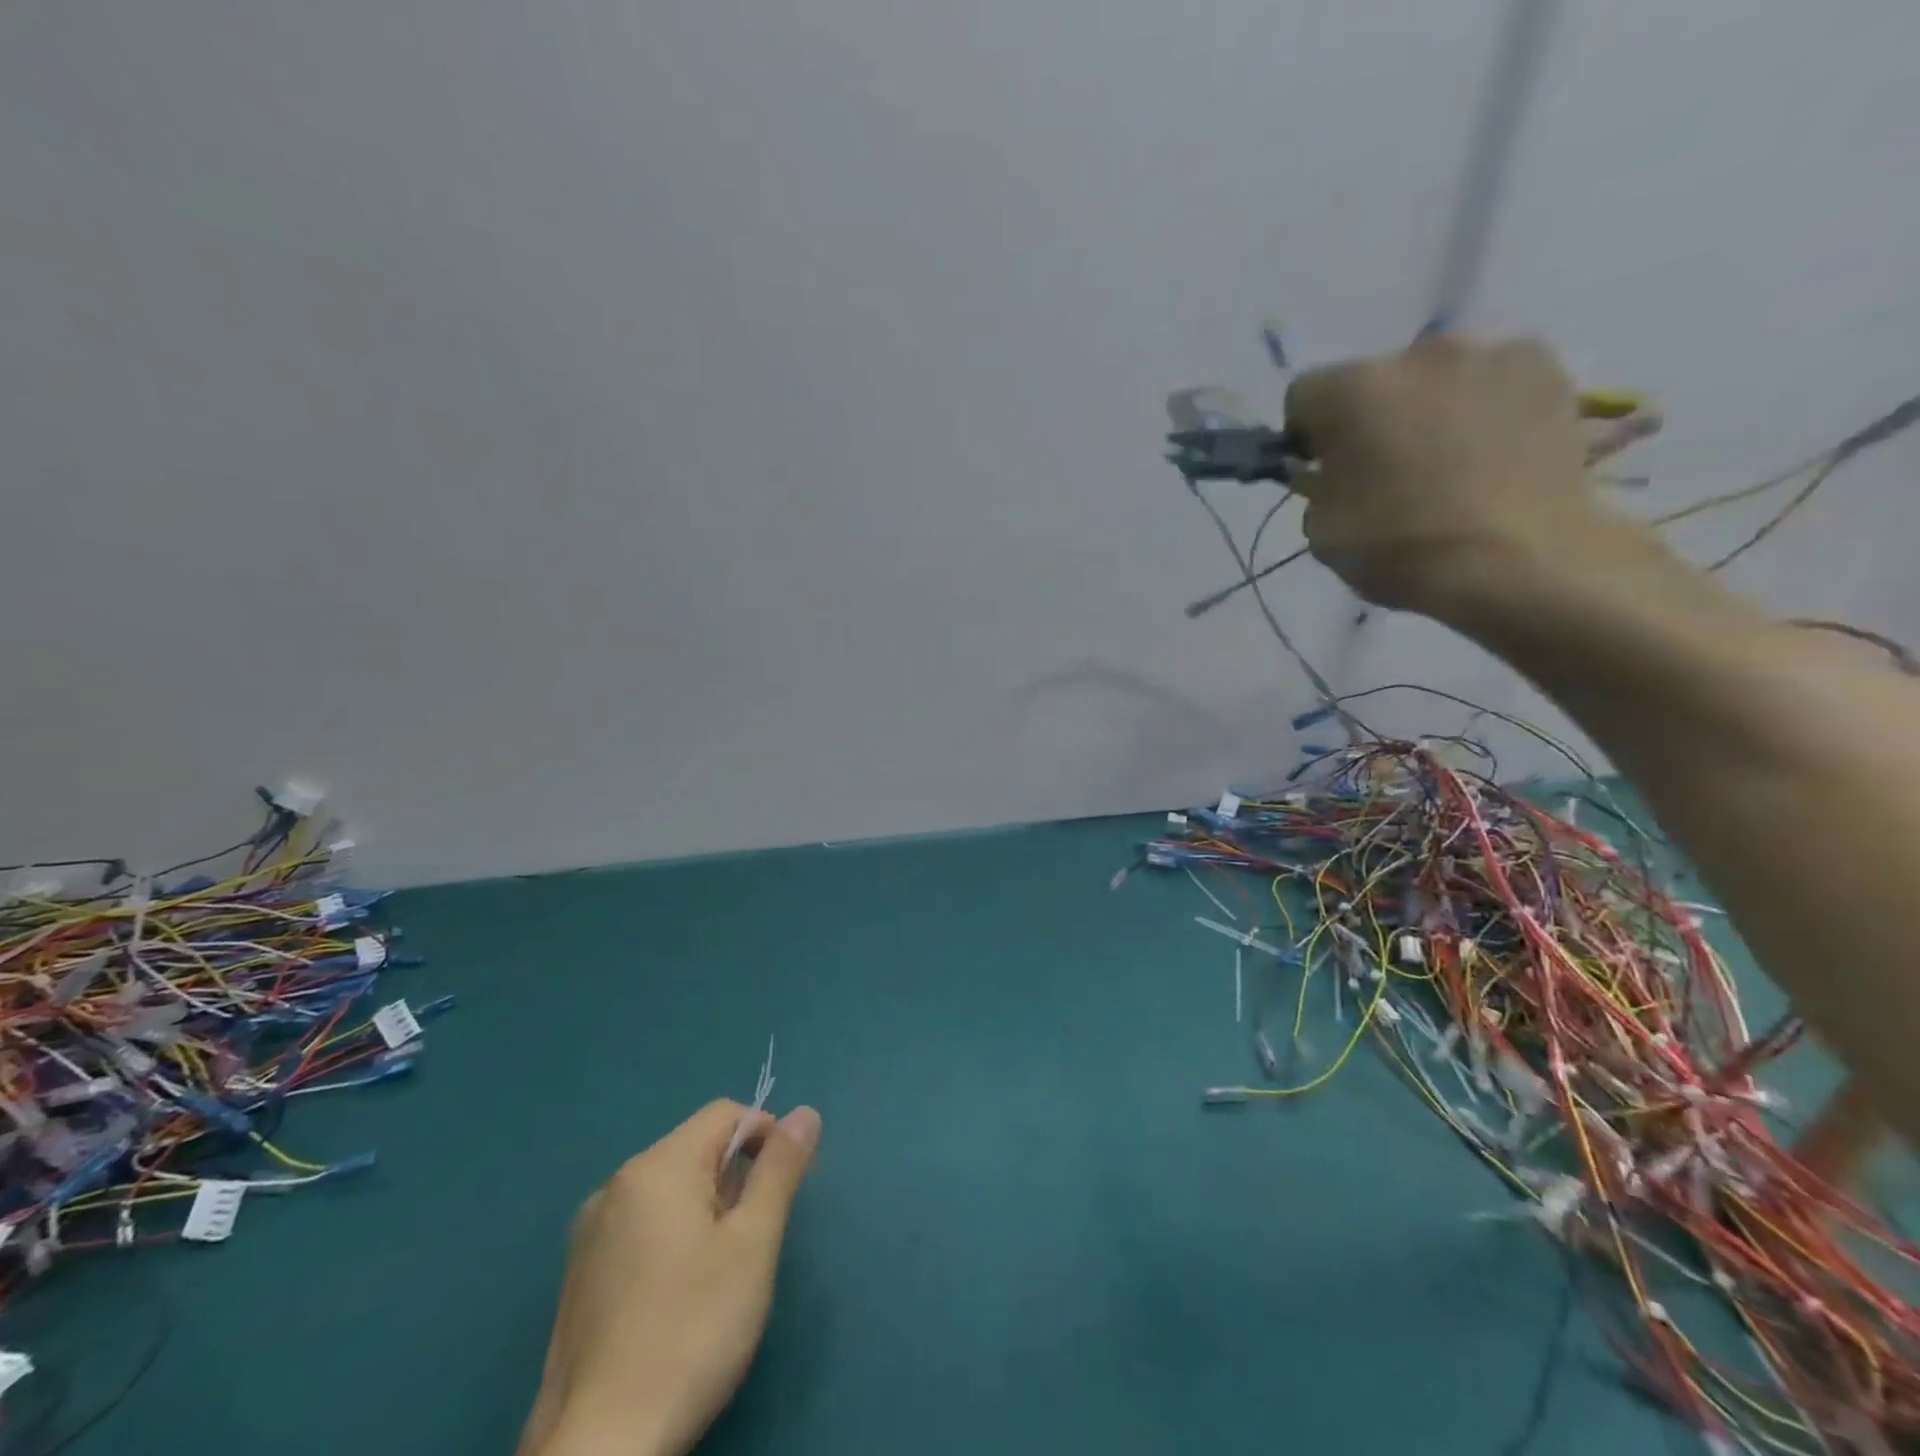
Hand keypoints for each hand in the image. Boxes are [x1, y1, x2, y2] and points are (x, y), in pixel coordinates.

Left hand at [520, 1099, 822, 1455]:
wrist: (599, 1450)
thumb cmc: (690, 1334)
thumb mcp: (752, 1246)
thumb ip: (780, 1170)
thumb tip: (805, 1113)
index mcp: (655, 1168)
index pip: (724, 1114)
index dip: (764, 1136)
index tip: (781, 1190)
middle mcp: (615, 1186)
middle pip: (694, 1150)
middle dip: (734, 1180)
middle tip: (751, 1243)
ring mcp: (589, 1233)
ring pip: (668, 1190)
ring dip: (705, 1210)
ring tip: (717, 1276)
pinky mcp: (579, 1276)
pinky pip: (640, 1225)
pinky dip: (672, 1237)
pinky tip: (677, 1299)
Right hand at [1284, 334, 1603, 617]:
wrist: (1520, 562)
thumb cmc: (1402, 549)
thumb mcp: (1323, 532)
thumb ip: (1316, 488)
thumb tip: (1328, 472)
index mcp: (1350, 391)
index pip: (1304, 396)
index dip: (1307, 435)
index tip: (1323, 469)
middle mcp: (1416, 353)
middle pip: (1374, 380)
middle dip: (1372, 417)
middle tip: (1387, 469)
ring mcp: (1488, 353)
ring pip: (1435, 377)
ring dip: (1428, 408)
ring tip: (1447, 463)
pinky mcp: (1546, 367)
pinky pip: (1491, 381)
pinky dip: (1483, 408)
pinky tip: (1492, 453)